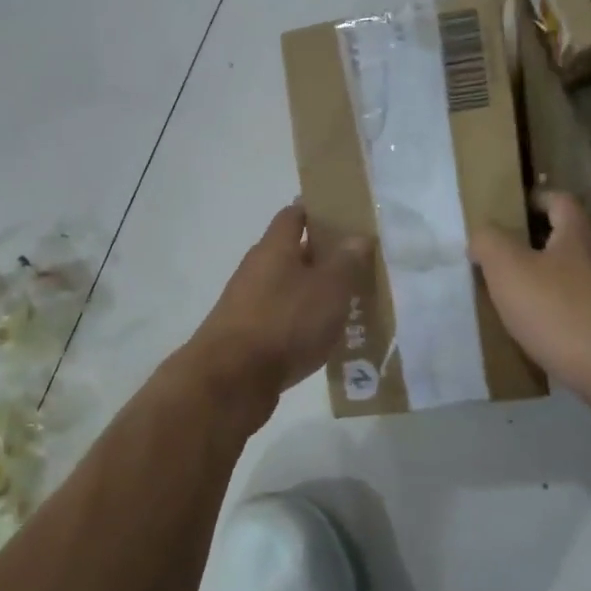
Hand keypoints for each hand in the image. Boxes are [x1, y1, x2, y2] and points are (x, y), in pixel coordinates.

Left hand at [188, 203, 371, 401]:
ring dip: (314, 292)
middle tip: (358, 264)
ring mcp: (248, 303)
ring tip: (349, 303)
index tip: (345, 217)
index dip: (318, 211)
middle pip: (292, 252)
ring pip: (289, 288)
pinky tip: (325, 336)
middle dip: (323, 256)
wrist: (231, 379)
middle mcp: (257, 269)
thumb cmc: (285, 322)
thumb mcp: (329, 289)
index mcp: (274, 248)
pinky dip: (303, 321)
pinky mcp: (248, 335)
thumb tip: (358, 236)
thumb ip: (346, 261)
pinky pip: (282, 318)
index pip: (294, 214)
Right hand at [469, 190, 590, 404]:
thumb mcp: (509, 272)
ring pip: (585, 278)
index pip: (560, 200)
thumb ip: (490, 244)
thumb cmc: (562, 314)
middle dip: (543, 247)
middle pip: (574, 240)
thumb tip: (483, 234)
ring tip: (528, 304)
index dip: (535, 200)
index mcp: (581, 235)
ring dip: (559, 285)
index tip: (512, 211)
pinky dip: (574, 317)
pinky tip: (556, 337)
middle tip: (509, 263)